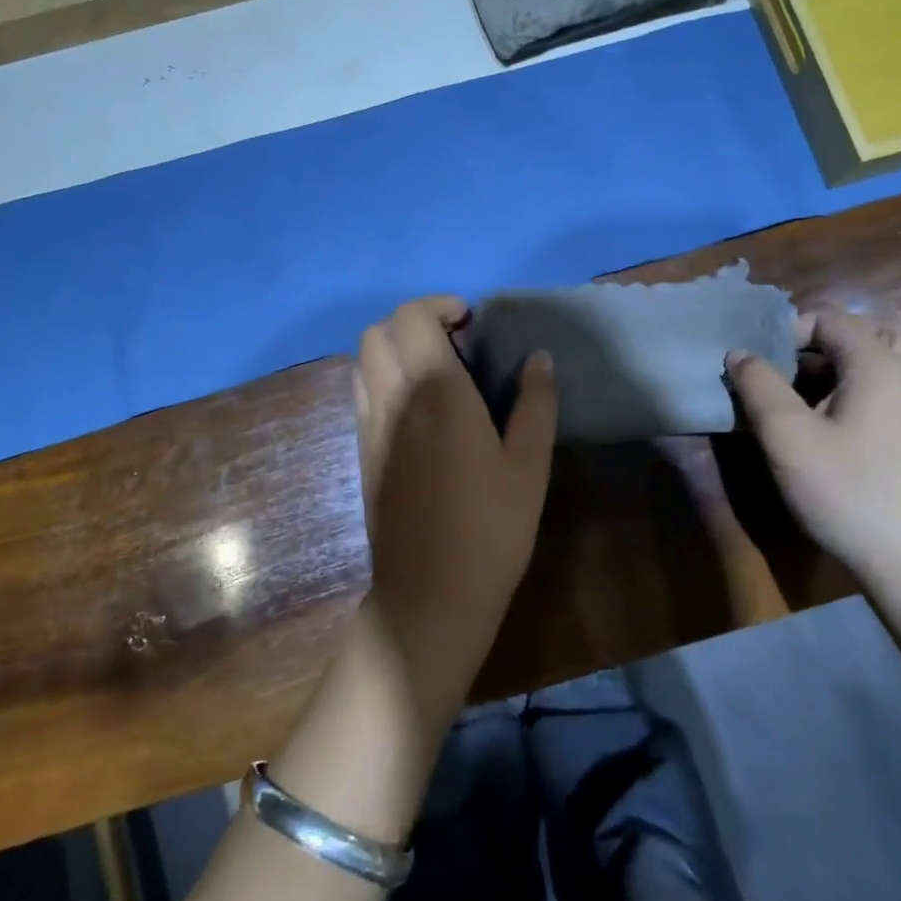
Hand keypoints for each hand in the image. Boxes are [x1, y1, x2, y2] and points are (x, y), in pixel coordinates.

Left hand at [354, 298, 557, 732]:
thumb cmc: (490, 528)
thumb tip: (538, 357)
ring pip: (363, 360)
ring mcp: (368, 425)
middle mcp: (391, 397)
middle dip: (413, 321)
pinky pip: (361, 391)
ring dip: (394, 348)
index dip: (438, 305)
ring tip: (436, 371)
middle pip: (377, 332)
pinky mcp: (361, 451)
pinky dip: (383, 376)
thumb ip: (535, 402)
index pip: (411, 318)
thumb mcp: (529, 465)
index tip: (470, 320)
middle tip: (455, 341)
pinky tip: (419, 408)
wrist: (429, 595)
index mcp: (434, 391)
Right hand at [725, 310, 900, 595]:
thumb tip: (739, 353)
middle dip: (827, 336)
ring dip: (848, 360)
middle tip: (793, 363)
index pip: (832, 318)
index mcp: (880, 366)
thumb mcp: (787, 437)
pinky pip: (895, 385)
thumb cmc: (847, 492)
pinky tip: (835, 421)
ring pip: (890, 357)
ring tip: (809, 389)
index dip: (789, 330)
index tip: (761, 363)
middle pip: (874, 328)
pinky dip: (864, 384)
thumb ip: (759, 386)